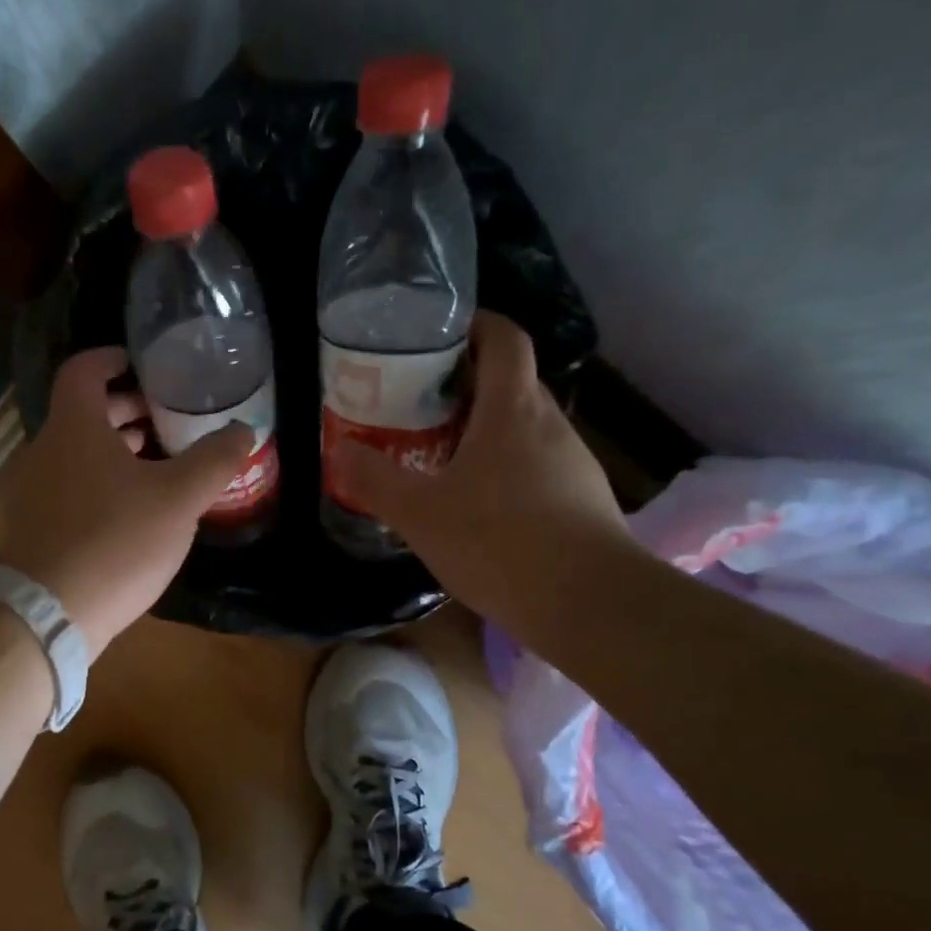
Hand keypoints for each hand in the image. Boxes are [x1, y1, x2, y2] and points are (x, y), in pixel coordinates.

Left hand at [0, 348, 253, 655]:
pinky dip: (101, 481)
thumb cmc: (114, 540)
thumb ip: (213, 460)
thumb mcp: (177, 498)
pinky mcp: (35, 528)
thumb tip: (244, 430)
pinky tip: (134, 509)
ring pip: (78, 453)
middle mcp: (45, 451)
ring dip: (115, 448)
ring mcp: (34, 491)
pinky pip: (71, 486)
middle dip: (126, 409)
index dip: (112, 359)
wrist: (46, 616)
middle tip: (167, 417)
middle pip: (83, 412)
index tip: (143, 364)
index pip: (83, 370)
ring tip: (158, 460)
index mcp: (74, 427)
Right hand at [333, 311, 631, 631]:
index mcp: (512, 409)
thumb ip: (375, 479)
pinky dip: (506, 466)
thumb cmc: (500, 542)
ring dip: (485, 429)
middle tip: (419, 401)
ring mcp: (573, 462)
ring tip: (440, 453)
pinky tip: (479, 503)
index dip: (475, 324)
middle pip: (511, 381)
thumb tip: (339, 451)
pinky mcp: (583, 499)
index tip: (438, 333)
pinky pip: (537, 464)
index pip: (505, 338)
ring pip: (524, 426)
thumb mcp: (420, 512)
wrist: (591, 606)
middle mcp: (549, 424)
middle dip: (466, 383)